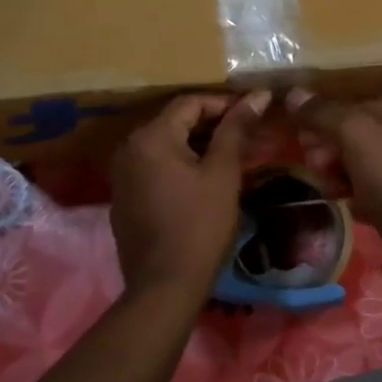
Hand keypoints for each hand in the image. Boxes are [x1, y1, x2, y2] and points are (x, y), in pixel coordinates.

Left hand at [110, 91, 269, 300]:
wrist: (164, 288)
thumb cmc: (199, 226)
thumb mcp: (223, 173)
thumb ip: (237, 129)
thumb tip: (258, 94)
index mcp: (151, 137)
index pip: (191, 103)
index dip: (225, 104)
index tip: (254, 115)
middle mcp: (130, 148)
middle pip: (177, 123)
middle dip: (214, 126)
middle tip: (249, 137)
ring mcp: (123, 175)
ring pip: (167, 146)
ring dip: (199, 147)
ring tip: (234, 157)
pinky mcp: (125, 198)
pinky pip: (156, 168)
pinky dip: (181, 166)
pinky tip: (206, 181)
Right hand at [286, 88, 381, 237]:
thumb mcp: (356, 135)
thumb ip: (324, 113)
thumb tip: (294, 93)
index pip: (359, 105)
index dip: (327, 115)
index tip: (301, 132)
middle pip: (360, 135)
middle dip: (329, 145)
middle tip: (310, 161)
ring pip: (363, 164)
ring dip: (337, 170)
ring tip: (322, 183)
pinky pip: (370, 190)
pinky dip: (352, 192)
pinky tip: (338, 200)